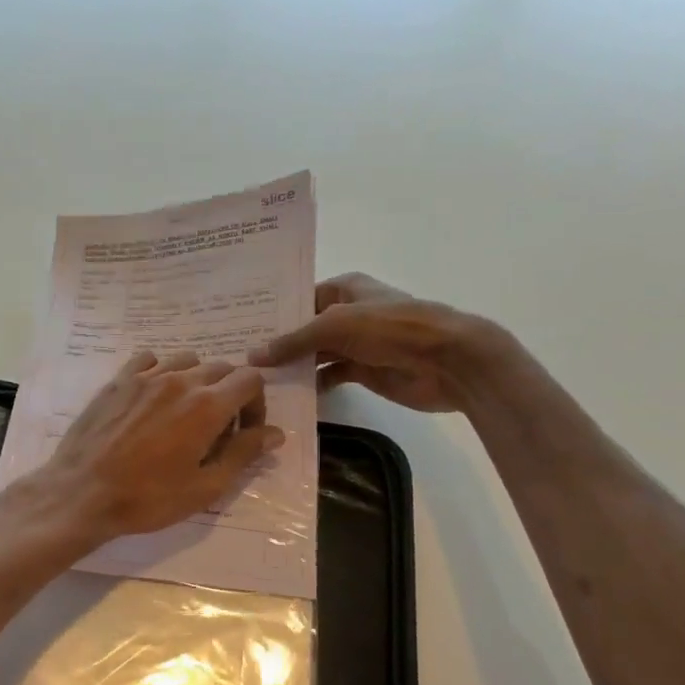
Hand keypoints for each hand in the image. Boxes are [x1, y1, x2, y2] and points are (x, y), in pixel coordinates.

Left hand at [26, 351, 283, 544]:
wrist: (82, 493)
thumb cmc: (148, 498)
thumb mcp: (205, 487)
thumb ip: (243, 454)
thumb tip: (275, 433)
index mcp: (207, 405)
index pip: (251, 380)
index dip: (257, 404)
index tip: (244, 432)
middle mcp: (180, 380)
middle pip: (222, 368)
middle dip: (230, 394)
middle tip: (217, 430)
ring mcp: (146, 376)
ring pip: (187, 361)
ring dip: (197, 382)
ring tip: (185, 414)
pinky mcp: (118, 380)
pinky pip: (149, 360)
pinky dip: (161, 372)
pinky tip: (153, 399)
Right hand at [248, 272, 511, 411]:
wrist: (446, 360)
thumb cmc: (391, 328)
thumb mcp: (336, 326)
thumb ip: (294, 341)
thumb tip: (253, 356)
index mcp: (343, 289)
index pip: (299, 299)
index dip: (272, 314)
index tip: (239, 329)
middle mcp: (348, 314)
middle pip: (305, 329)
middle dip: (278, 343)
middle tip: (238, 359)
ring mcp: (357, 344)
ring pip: (316, 355)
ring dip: (293, 367)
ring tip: (256, 381)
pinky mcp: (364, 371)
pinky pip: (330, 376)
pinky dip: (313, 385)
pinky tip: (289, 395)